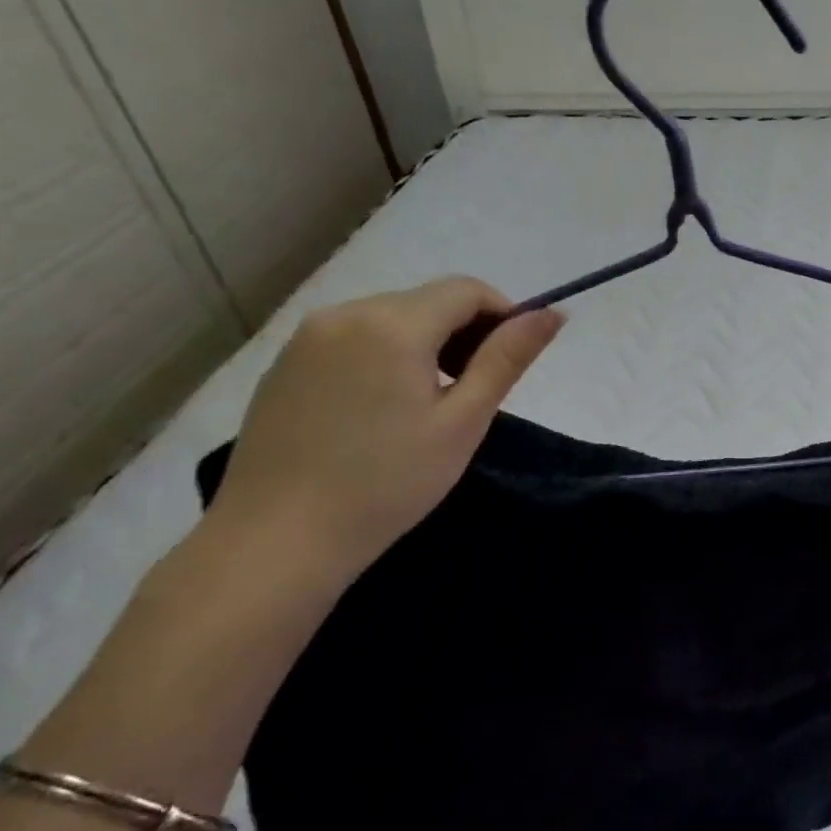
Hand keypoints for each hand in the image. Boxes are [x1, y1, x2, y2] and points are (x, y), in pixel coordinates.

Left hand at [206, 278, 562, 589]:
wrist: (277, 540)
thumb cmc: (387, 483)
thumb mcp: (463, 422)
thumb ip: (507, 359)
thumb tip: (553, 313)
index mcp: (394, 324)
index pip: (466, 290)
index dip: (502, 315)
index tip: (511, 361)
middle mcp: (345, 313)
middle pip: (426, 301)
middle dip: (463, 332)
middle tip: (474, 392)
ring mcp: (306, 338)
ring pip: (389, 318)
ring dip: (424, 344)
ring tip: (428, 404)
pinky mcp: (283, 364)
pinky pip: (352, 339)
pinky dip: (383, 357)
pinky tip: (379, 411)